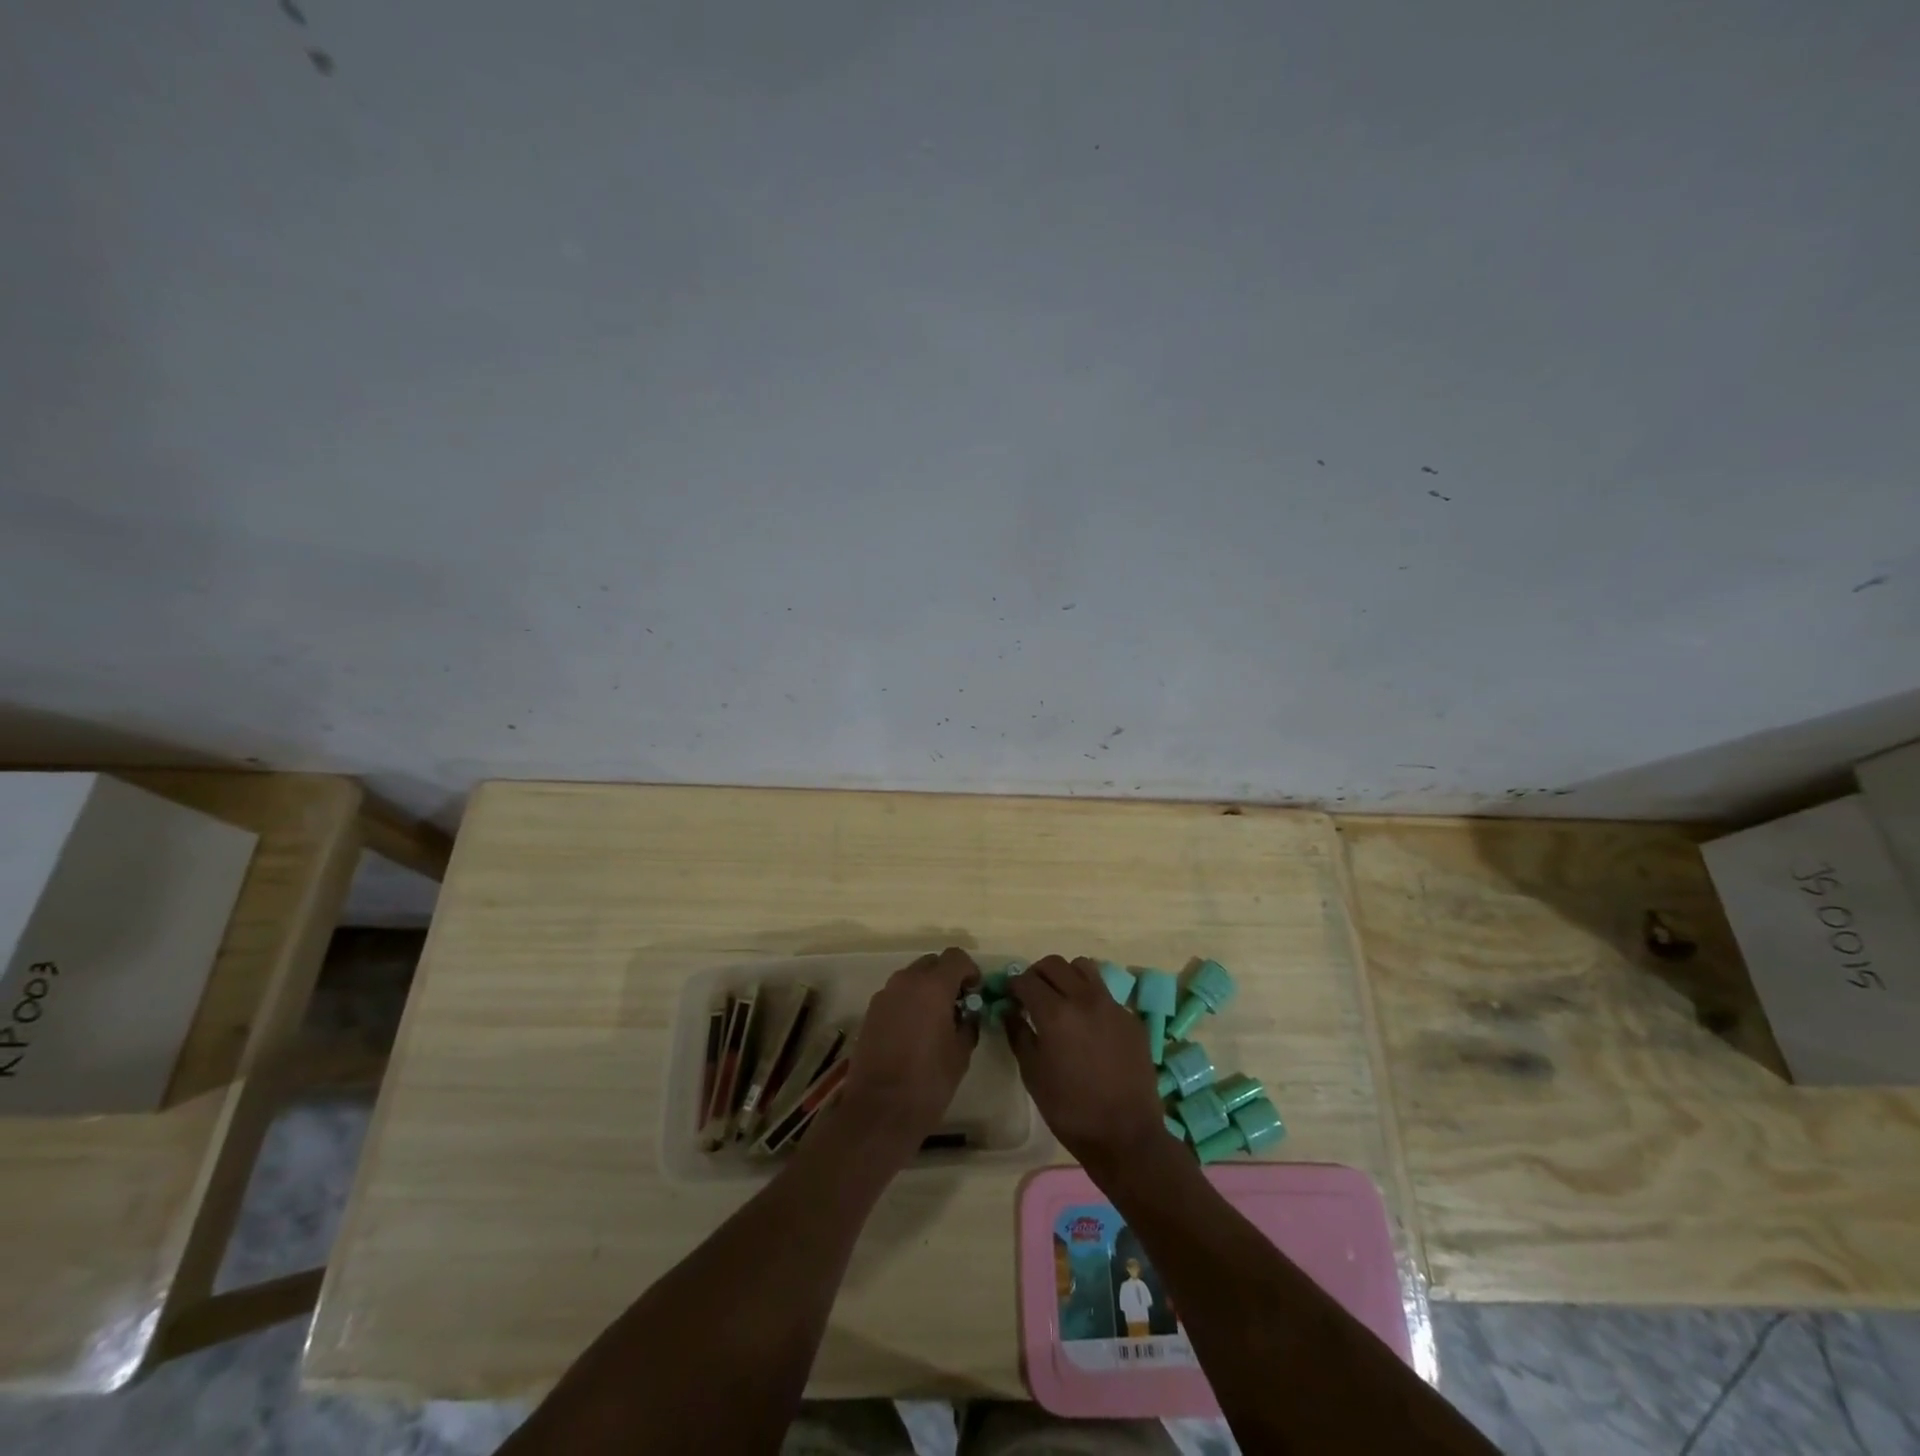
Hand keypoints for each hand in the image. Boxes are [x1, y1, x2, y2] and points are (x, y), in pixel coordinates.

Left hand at [838, 947, 979, 1152]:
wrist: (879, 1110)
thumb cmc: (928, 1081)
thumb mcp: (961, 1053)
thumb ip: (968, 1024)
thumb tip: (967, 1014)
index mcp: (932, 986)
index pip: (956, 957)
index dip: (970, 970)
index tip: (975, 993)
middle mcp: (906, 981)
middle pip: (932, 963)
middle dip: (947, 978)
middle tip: (957, 1005)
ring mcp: (884, 995)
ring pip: (911, 978)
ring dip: (926, 989)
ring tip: (935, 1021)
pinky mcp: (870, 1012)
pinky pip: (896, 995)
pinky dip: (908, 1003)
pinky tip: (914, 1032)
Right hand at [1007, 956, 1167, 1175]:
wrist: (1126, 1135)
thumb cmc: (1070, 1110)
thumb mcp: (1033, 1074)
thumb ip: (1018, 1034)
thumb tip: (1010, 1011)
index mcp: (1055, 1013)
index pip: (1027, 979)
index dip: (1013, 984)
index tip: (1009, 994)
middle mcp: (1084, 998)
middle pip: (1055, 964)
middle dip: (1037, 974)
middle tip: (1031, 993)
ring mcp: (1112, 1005)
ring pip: (1084, 968)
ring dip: (1066, 976)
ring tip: (1061, 998)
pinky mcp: (1131, 1017)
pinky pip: (1105, 993)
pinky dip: (1089, 997)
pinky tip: (1088, 1024)